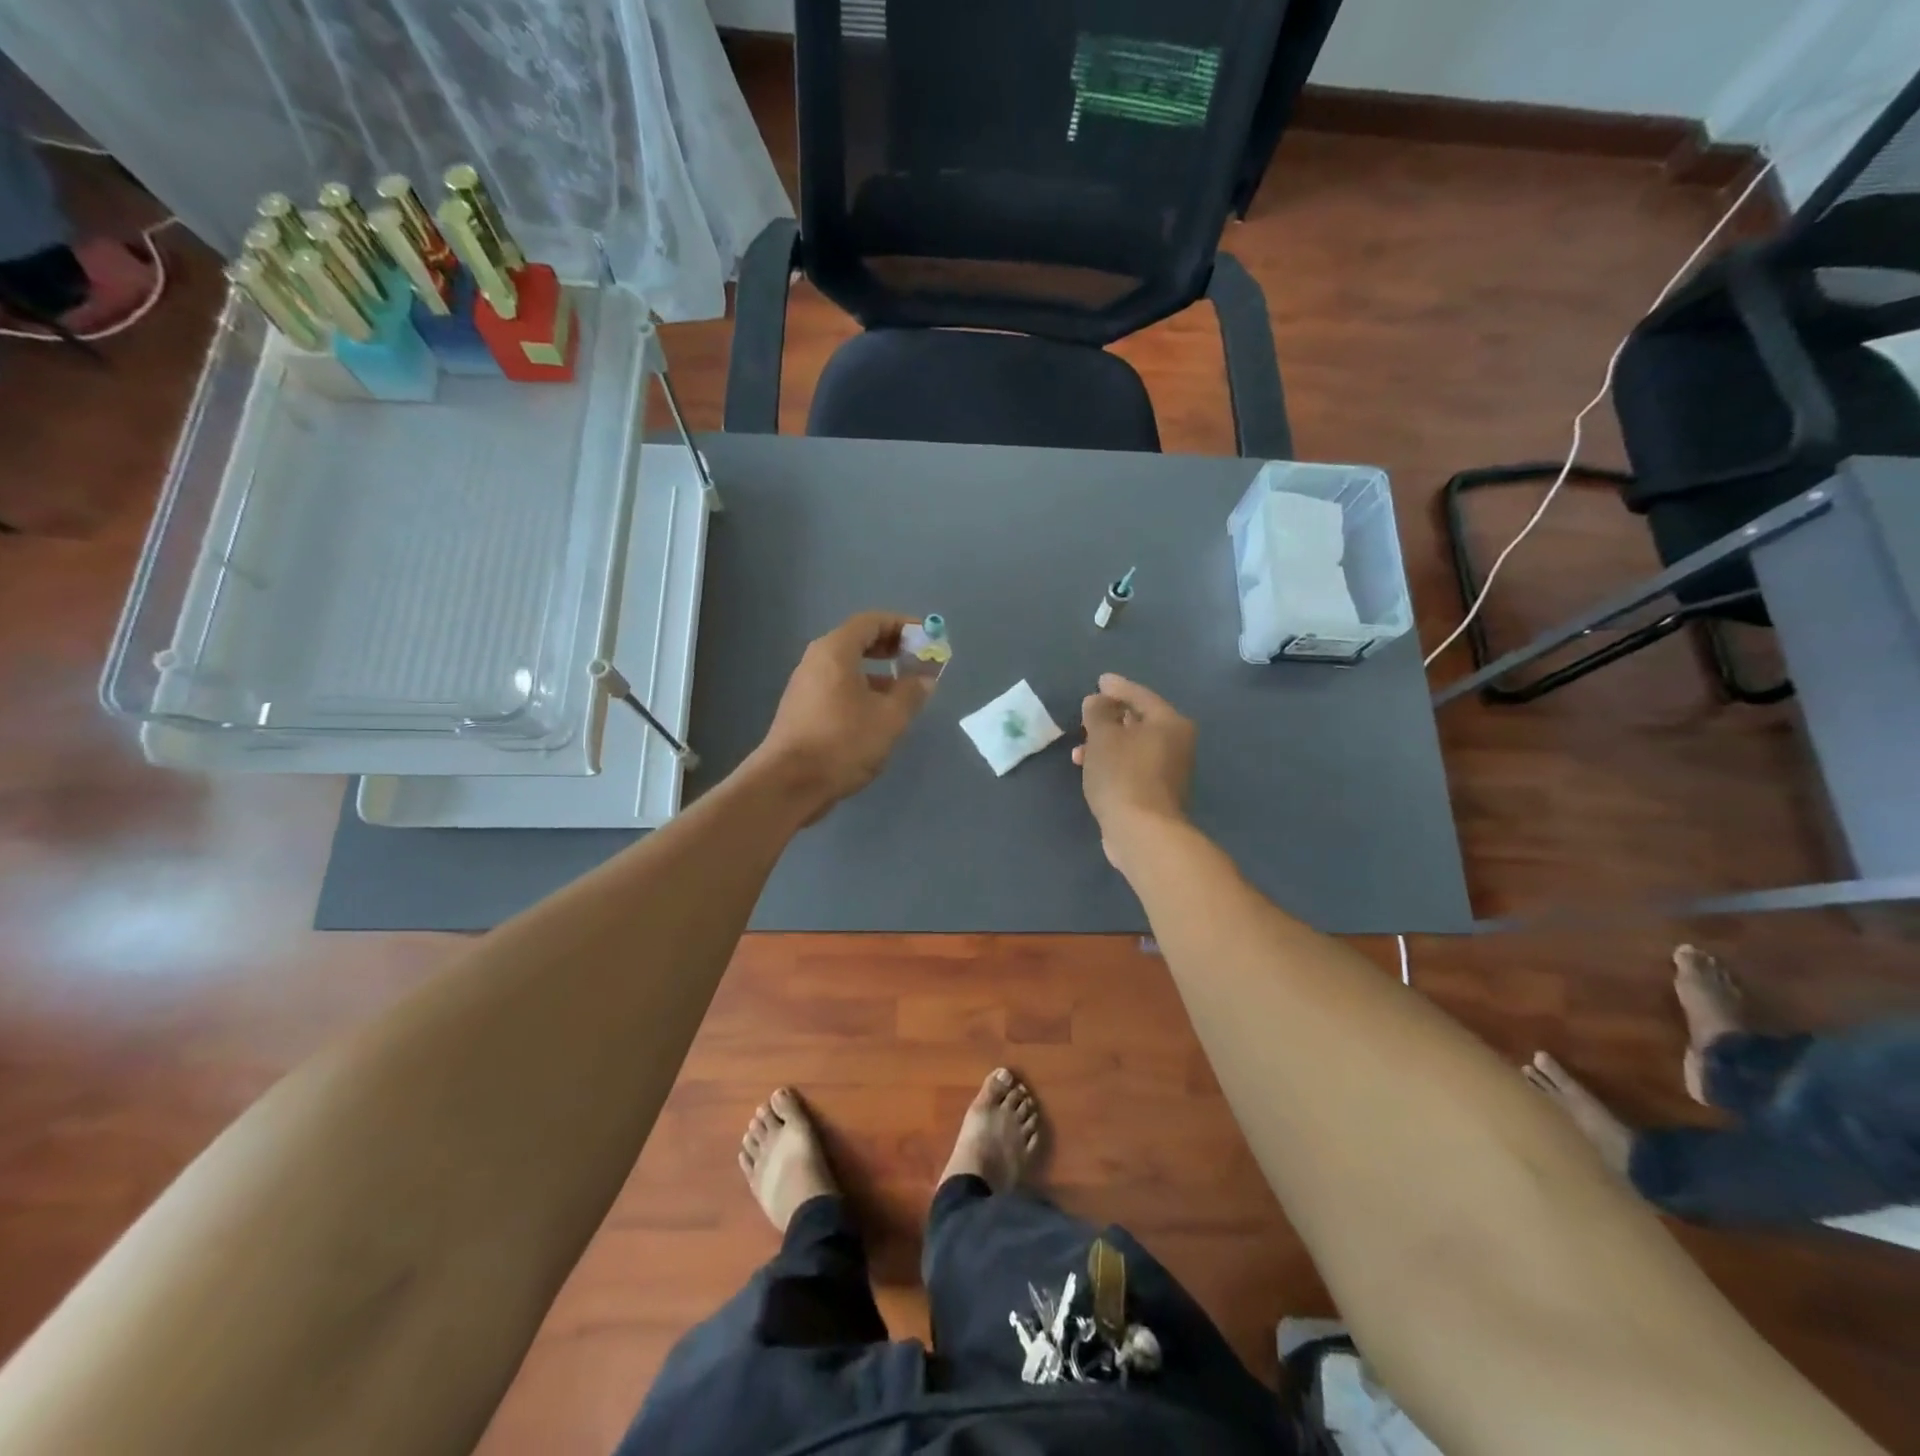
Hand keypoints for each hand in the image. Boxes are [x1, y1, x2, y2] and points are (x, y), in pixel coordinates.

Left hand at [754, 612, 933, 819]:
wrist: (789, 783)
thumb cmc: (843, 742)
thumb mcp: (890, 718)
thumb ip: (912, 692)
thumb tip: (924, 679)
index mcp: (835, 651)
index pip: (872, 621)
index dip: (903, 625)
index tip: (928, 638)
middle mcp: (816, 661)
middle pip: (858, 641)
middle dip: (892, 648)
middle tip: (918, 661)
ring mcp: (806, 686)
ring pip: (848, 667)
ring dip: (879, 672)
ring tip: (905, 690)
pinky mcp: (803, 710)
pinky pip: (838, 687)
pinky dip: (862, 689)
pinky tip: (879, 714)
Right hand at [1074, 673, 1194, 865]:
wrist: (1142, 832)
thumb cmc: (1123, 775)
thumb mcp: (1103, 737)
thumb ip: (1098, 713)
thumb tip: (1098, 700)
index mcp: (1169, 723)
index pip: (1140, 696)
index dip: (1117, 688)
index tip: (1099, 681)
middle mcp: (1177, 744)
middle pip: (1140, 722)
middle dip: (1110, 719)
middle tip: (1088, 714)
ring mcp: (1169, 772)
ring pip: (1133, 747)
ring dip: (1107, 745)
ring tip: (1079, 750)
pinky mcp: (1157, 795)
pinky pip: (1132, 768)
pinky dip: (1113, 764)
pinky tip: (1092, 770)